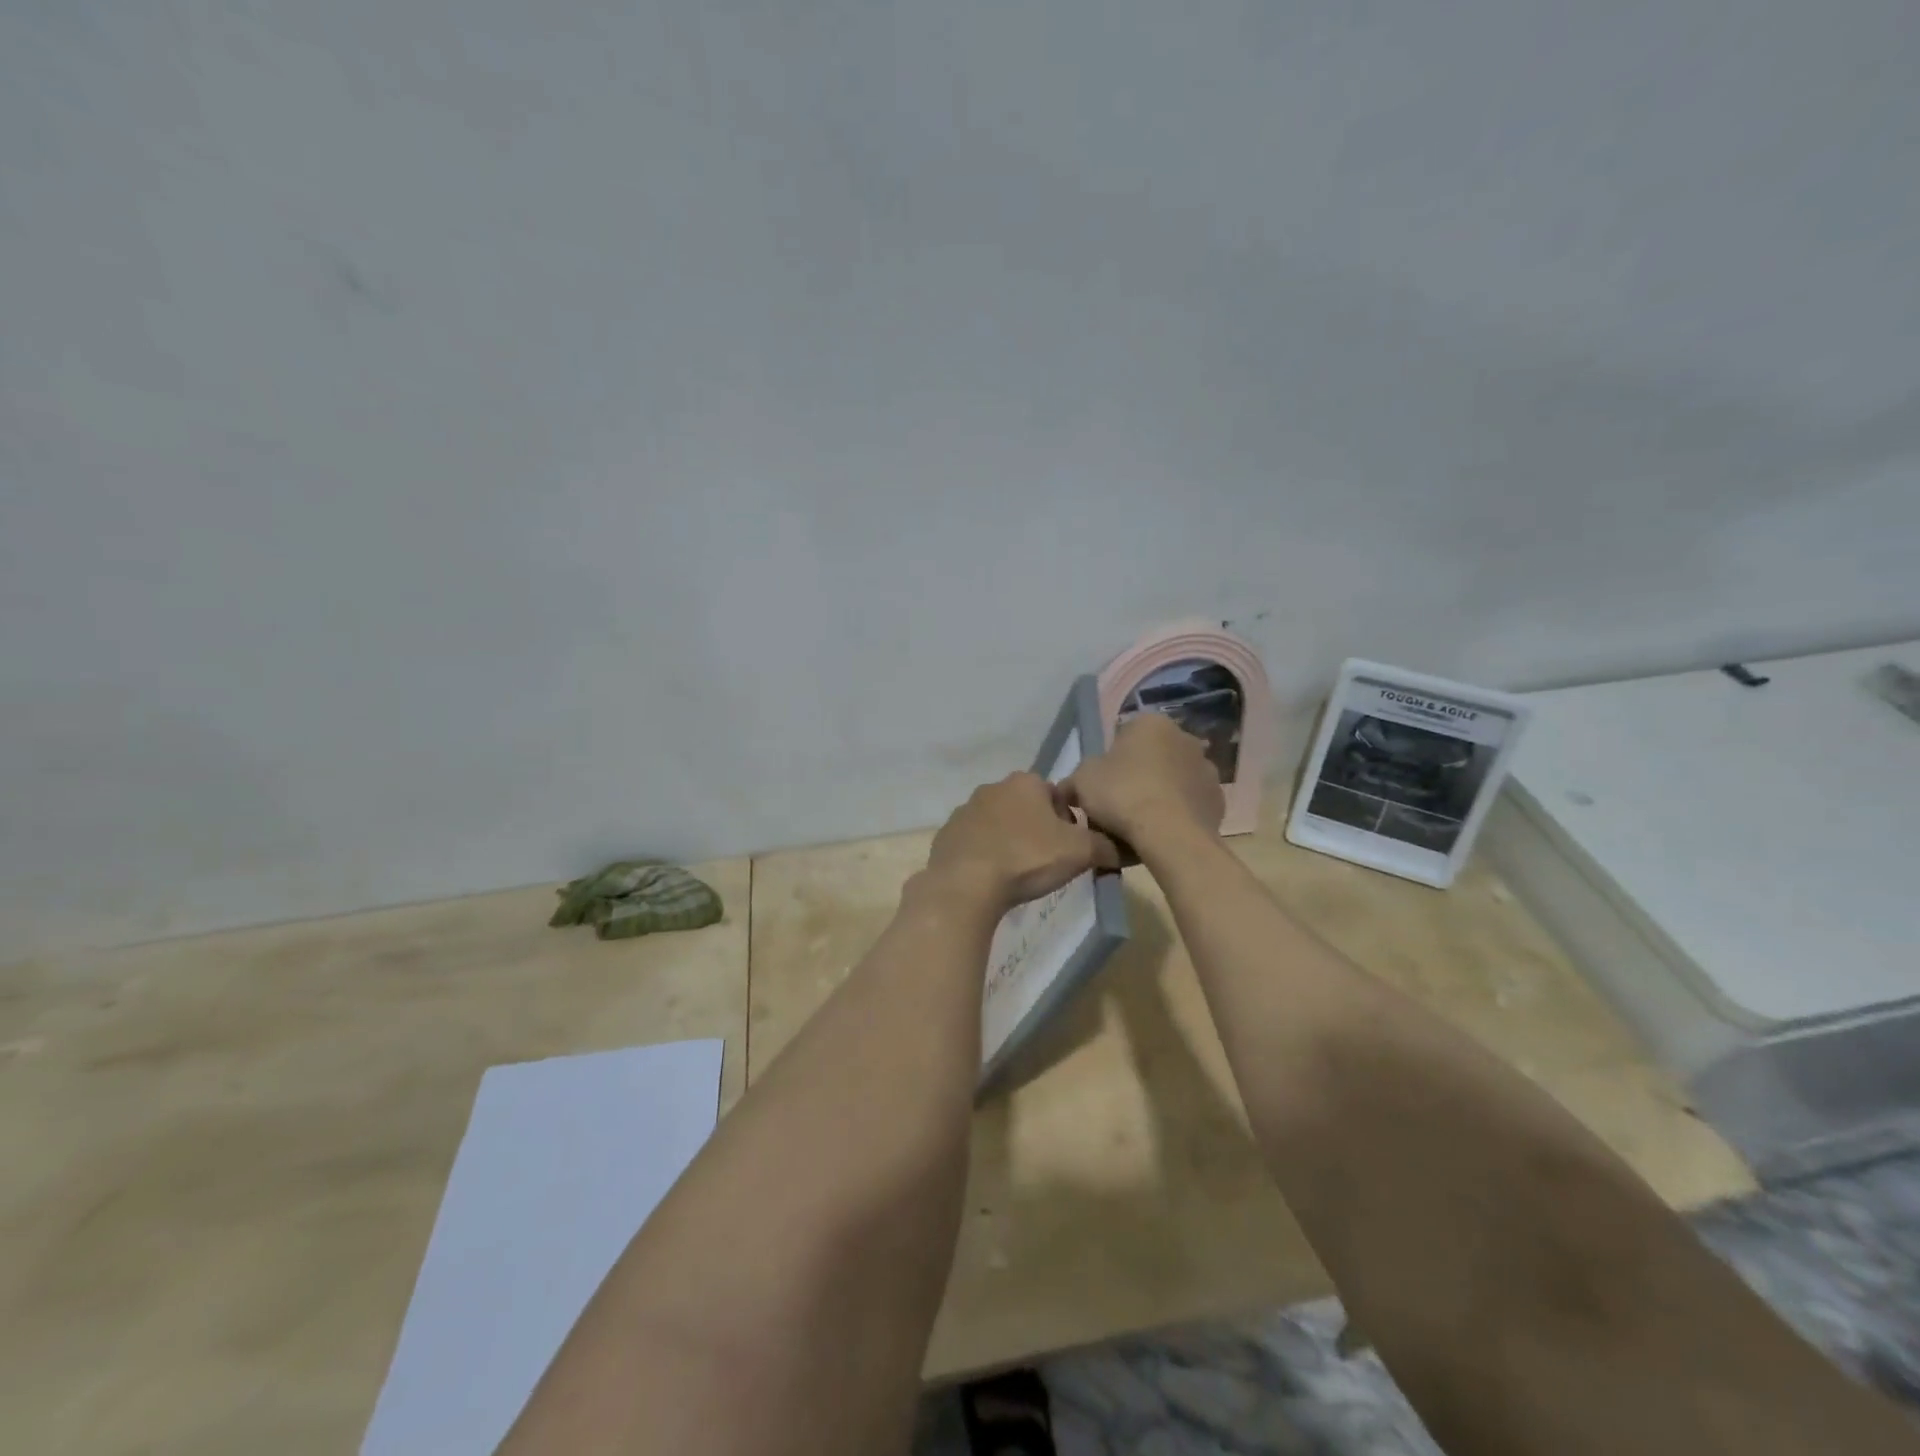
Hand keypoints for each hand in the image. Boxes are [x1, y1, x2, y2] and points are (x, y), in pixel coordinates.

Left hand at [924, 772, 1121, 912]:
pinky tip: (991, 878)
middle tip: (1045, 861)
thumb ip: (1106, 846)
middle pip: (1026, 807)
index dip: (1067, 822)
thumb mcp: (1081, 852)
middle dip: (1037, 830)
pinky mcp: (946, 835)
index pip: (1056, 795)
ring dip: (1009, 840)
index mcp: (1025, 782)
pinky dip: (984, 855)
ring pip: (998, 823)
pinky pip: (974, 842)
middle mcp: (993, 788)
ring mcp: (965, 810)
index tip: (1068, 848)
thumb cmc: (1027, 859)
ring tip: (1017, 872)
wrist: (966, 885)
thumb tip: (1121, 849)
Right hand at [1062, 713, 1224, 849]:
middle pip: (1152, 756)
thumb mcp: (1081, 782)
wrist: (1170, 836)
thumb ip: (1074, 780)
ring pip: (1172, 780)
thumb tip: (1069, 789)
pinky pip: (1188, 804)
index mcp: (1151, 723)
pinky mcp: (1219, 800)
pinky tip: (1161, 833)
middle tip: (1118, 805)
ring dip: (1159, 793)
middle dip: (1138, 775)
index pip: (1124, 735)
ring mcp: (1207, 769)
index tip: (1101, 785)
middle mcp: (1185, 737)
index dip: (1109, 762)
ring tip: (1140, 824)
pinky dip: (1177, 813)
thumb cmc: (1122, 795)